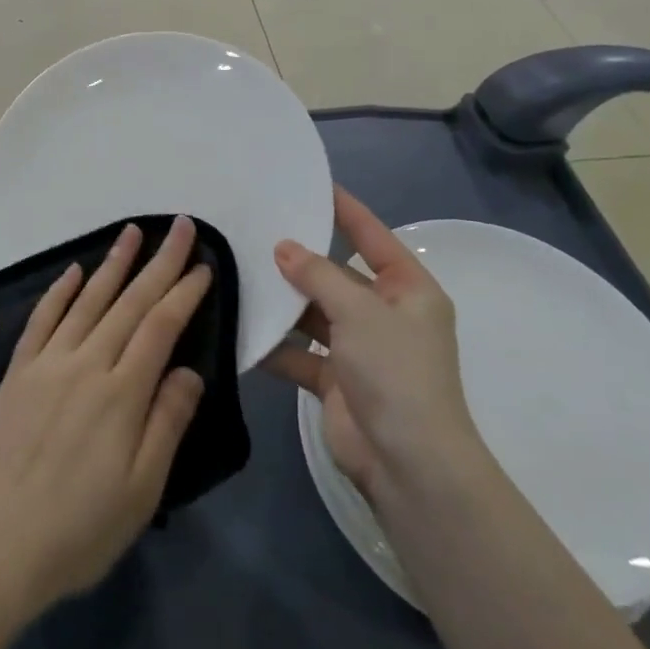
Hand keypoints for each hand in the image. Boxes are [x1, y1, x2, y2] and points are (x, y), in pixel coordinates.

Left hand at [0, 216, 211, 617]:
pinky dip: (59, 290)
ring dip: (114, 262)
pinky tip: (74, 269)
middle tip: (181, 226)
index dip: (184, 293)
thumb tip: (191, 370)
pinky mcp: (19, 370)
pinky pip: (43, 317)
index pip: (160, 327)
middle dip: (160, 262)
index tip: (204, 265)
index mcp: (122, 392)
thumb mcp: (141, 491)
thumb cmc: (79, 528)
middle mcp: (87, 362)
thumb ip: (167, 423)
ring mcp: (48, 361)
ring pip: (88, 298)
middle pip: (130, 302)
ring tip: (133, 231)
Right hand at [261, 187, 485, 502]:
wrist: (409, 466)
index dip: (344, 208)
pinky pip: (301, 351)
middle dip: (300, 257)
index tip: (311, 182)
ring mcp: (360, 348)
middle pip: (336, 273)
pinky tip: (242, 327)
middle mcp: (384, 313)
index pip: (371, 235)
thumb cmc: (395, 372)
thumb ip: (317, 275)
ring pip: (314, 311)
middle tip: (256, 226)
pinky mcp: (336, 379)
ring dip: (283, 301)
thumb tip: (283, 247)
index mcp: (407, 289)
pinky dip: (276, 344)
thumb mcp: (358, 311)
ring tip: (240, 271)